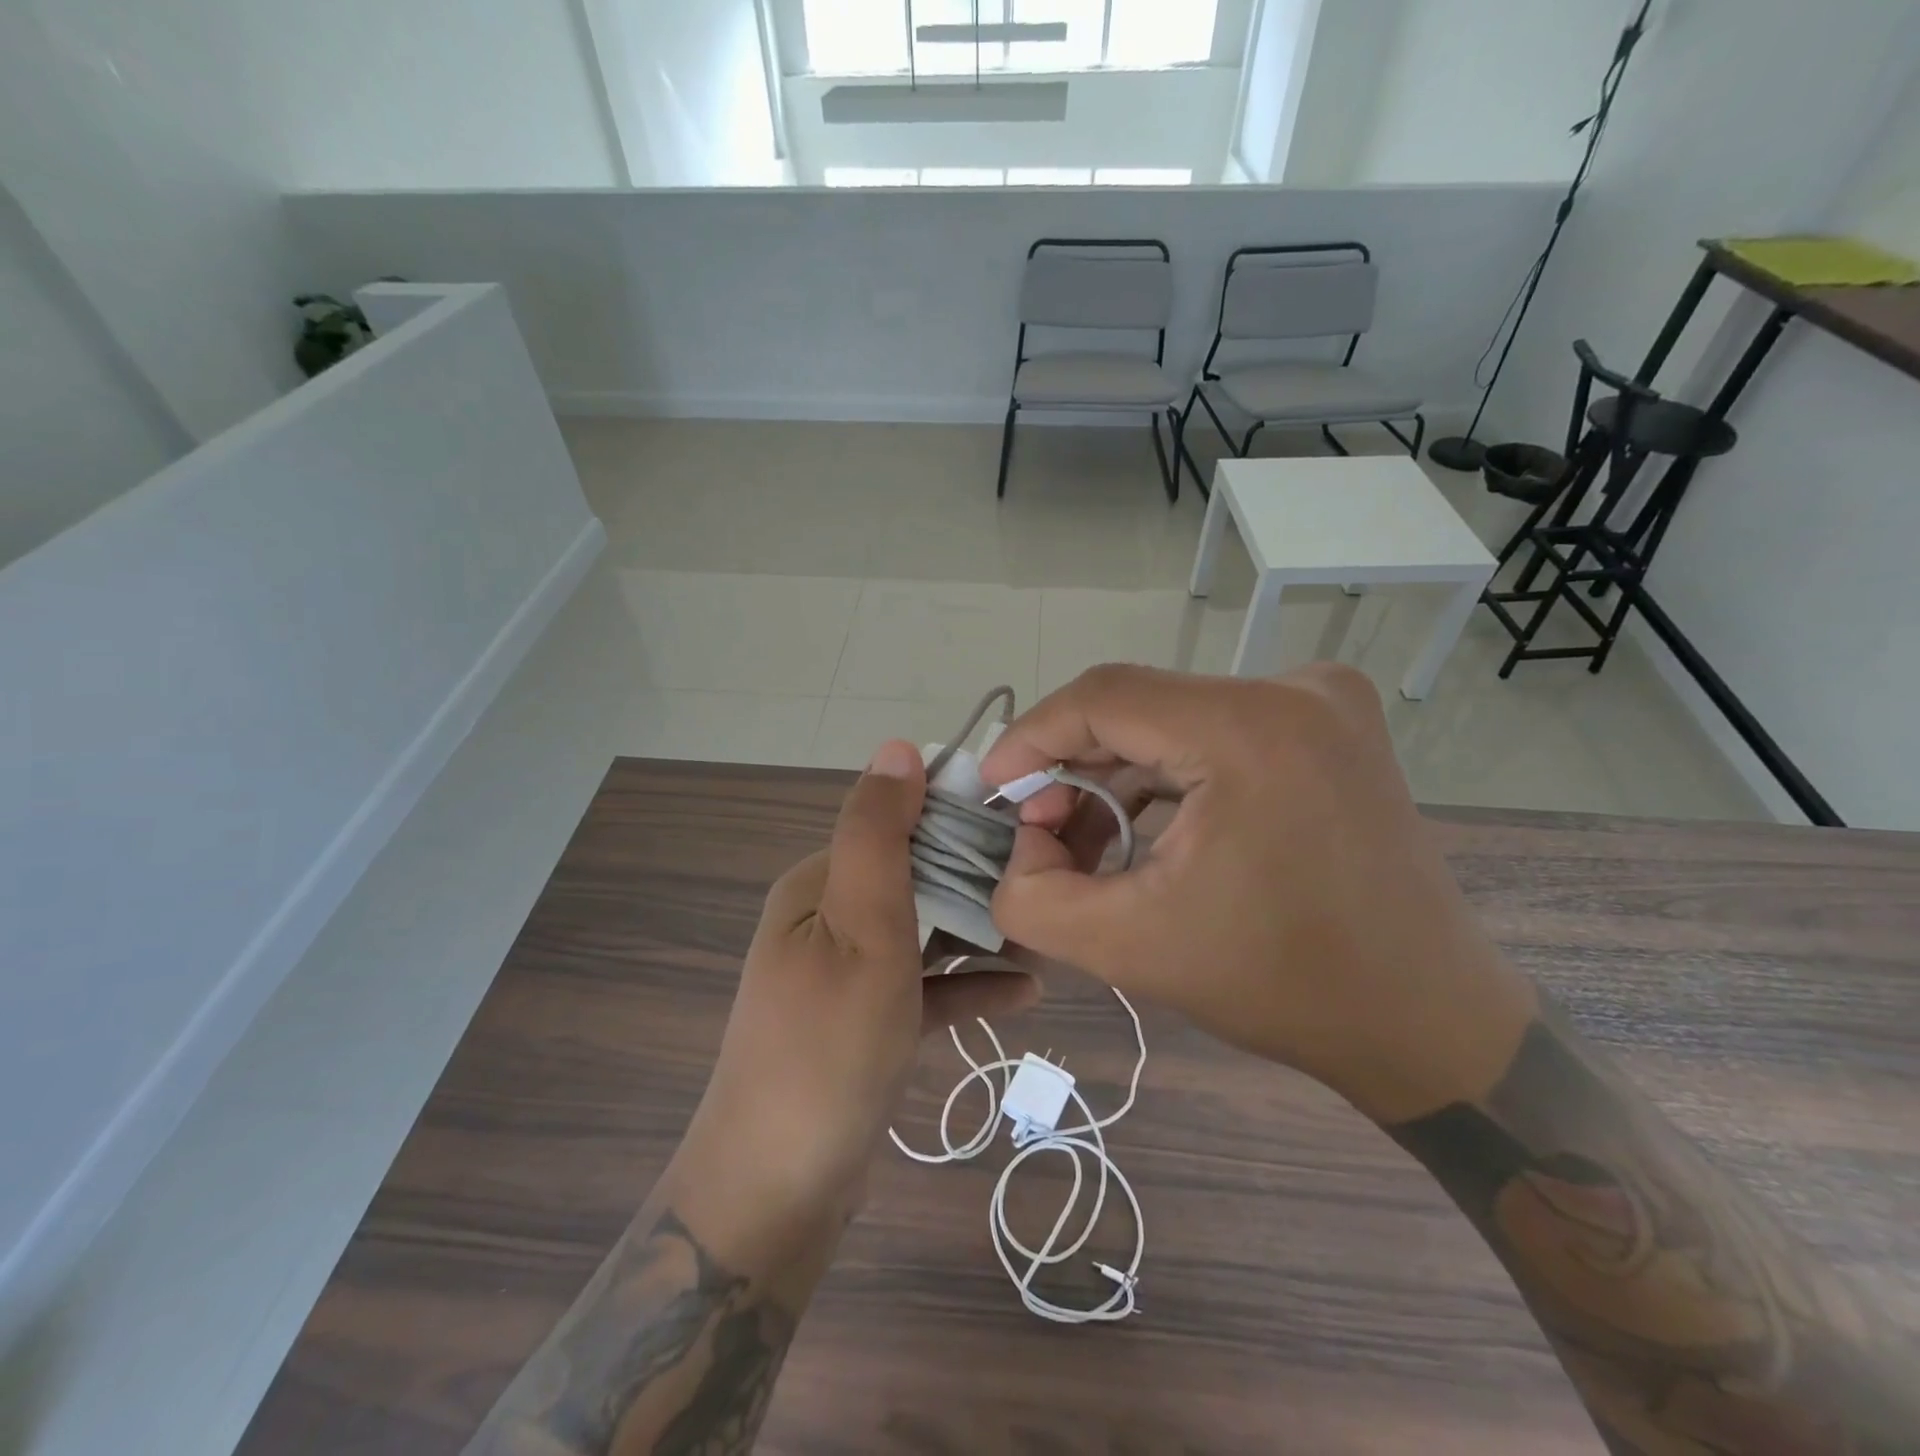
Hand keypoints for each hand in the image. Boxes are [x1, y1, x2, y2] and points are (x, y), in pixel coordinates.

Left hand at [668, 742, 1036, 1262]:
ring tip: (1049, 938)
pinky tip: (1025, 991)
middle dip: (980, 881)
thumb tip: (899, 747)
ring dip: (982, 934)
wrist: (776, 1190)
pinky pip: (925, 989)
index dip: (961, 819)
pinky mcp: (866, 1023)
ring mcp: (846, 974)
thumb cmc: (827, 1046)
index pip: (898, 824)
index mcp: (820, 884)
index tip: (1029, 830)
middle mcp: (828, 919)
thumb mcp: (860, 929)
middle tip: (1052, 890)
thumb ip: (879, 837)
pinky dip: (967, 986)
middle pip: (917, 878)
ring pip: (926, 934)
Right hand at [981, 664, 1533, 1123]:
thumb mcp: (1130, 947)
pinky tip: (1142, 831)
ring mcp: (1323, 703)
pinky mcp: (1330, 727)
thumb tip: (1021, 838)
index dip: (1032, 735)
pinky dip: (1166, 776)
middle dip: (1072, 766)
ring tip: (1085, 842)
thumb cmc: (1284, 985)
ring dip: (1117, 775)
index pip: (1104, 697)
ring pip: (1174, 719)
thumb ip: (1034, 893)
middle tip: (1038, 827)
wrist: (1426, 1022)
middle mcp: (1295, 690)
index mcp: (1251, 729)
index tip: (992, 787)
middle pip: (1138, 706)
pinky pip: (1216, 732)